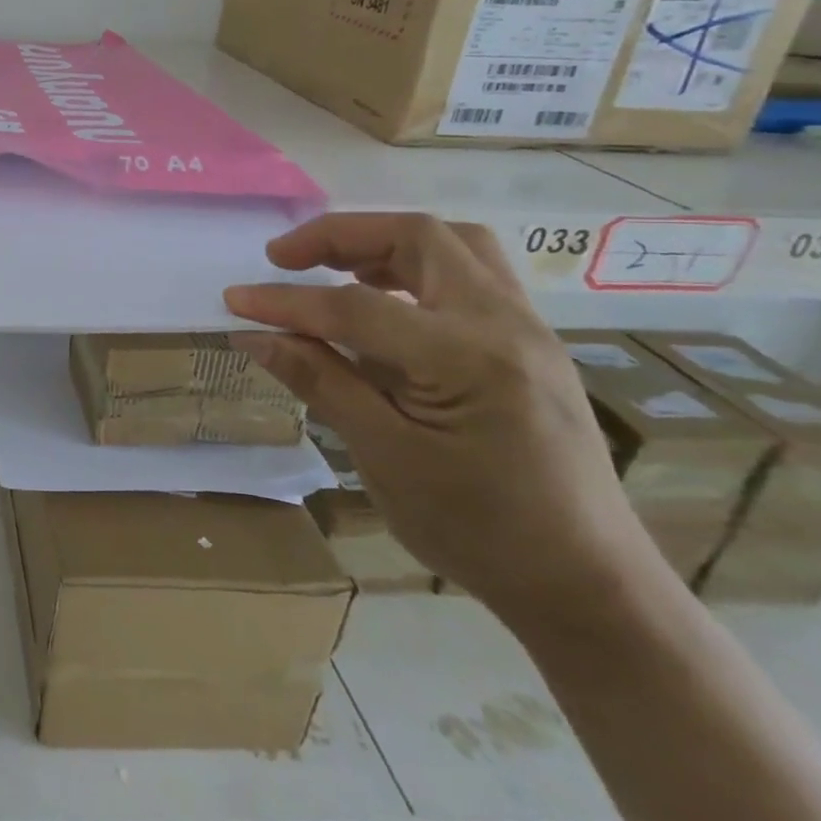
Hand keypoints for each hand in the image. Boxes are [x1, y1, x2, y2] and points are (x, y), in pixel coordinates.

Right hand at [225, 214, 651, 622]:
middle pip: (418, 237)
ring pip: (452, 245)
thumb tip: (254, 334)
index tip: (234, 300)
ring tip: (330, 269)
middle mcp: (506, 325)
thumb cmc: (479, 529)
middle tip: (284, 258)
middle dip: (341, 236)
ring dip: (382, 244)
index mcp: (470, 359)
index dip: (286, 301)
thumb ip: (320, 381)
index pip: (356, 306)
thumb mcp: (385, 457)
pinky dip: (413, 268)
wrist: (586, 584)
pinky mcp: (529, 345)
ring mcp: (527, 330)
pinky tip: (380, 302)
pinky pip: (469, 275)